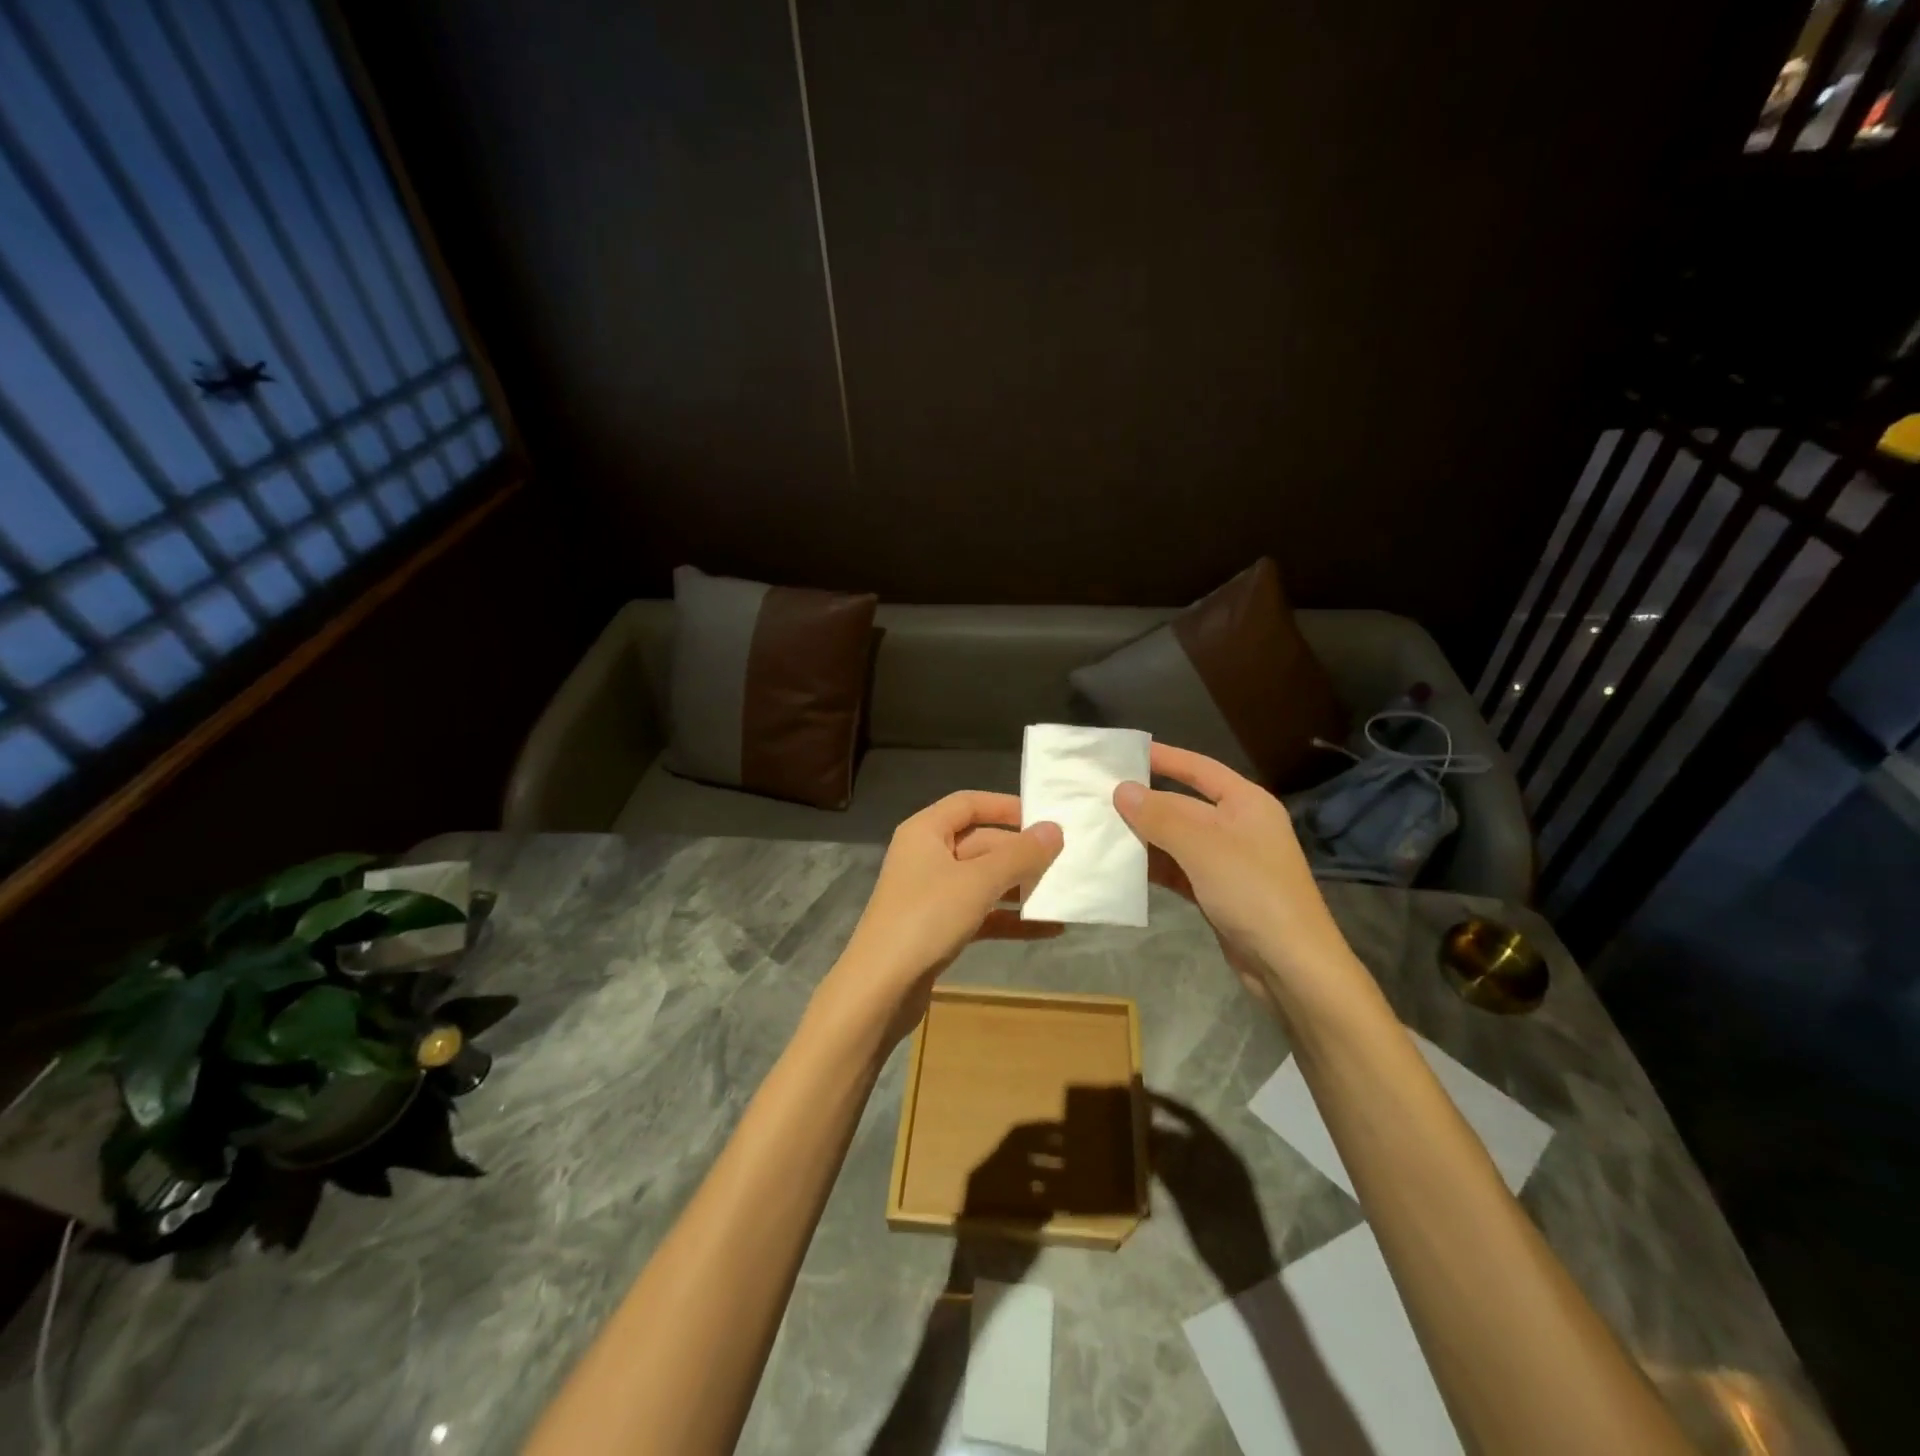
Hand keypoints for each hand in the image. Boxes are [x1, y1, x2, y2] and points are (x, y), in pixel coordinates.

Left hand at [820, 792, 1063, 1046]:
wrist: (880, 989)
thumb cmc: (927, 919)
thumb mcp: (978, 882)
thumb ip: (1019, 855)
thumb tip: (1054, 829)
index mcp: (925, 832)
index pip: (969, 804)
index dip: (1006, 807)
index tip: (1045, 818)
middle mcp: (926, 856)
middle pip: (981, 843)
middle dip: (1020, 853)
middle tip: (1065, 861)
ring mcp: (931, 894)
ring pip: (983, 880)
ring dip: (1020, 886)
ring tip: (1063, 892)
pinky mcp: (938, 929)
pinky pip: (981, 913)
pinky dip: (1010, 919)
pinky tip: (1049, 928)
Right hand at [1114, 743, 1365, 1014]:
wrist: (1290, 964)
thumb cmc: (1251, 890)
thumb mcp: (1202, 844)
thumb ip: (1160, 814)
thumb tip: (1121, 789)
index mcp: (1246, 802)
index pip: (1198, 768)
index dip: (1163, 757)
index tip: (1123, 754)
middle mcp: (1238, 826)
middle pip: (1184, 803)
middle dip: (1145, 800)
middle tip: (1099, 793)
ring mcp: (1228, 861)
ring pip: (1177, 838)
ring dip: (1144, 835)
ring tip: (1100, 827)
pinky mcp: (1217, 892)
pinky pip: (1178, 869)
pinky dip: (1153, 866)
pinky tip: (1122, 866)